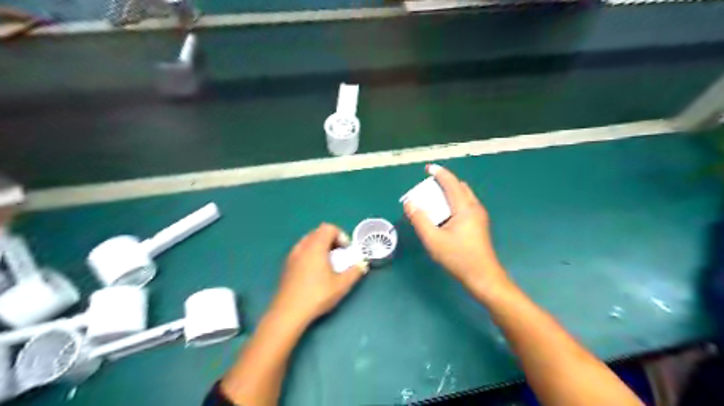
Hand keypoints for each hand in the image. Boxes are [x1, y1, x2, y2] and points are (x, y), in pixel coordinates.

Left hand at [271, 223, 367, 327]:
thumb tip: (362, 264)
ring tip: (327, 263)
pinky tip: (315, 272)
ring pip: (309, 241)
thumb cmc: (317, 295)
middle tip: (339, 255)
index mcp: (315, 247)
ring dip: (321, 246)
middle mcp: (302, 247)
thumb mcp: (341, 285)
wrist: (288, 312)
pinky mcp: (287, 265)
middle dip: (331, 240)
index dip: (340, 235)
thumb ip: (355, 272)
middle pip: (318, 232)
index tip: (346, 250)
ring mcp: (292, 255)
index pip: (328, 228)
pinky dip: (311, 253)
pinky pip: (301, 250)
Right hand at [404, 165, 510, 300]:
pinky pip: (465, 205)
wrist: (483, 276)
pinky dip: (453, 202)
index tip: (427, 168)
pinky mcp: (480, 224)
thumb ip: (420, 219)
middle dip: (444, 182)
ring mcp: (479, 216)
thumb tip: (409, 203)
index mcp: (465, 207)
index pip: (451, 183)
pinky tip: (445, 215)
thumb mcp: (433, 240)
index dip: (439, 173)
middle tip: (428, 187)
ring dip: (449, 193)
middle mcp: (474, 207)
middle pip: (459, 187)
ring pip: (464, 196)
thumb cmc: (458, 258)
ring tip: (434, 200)